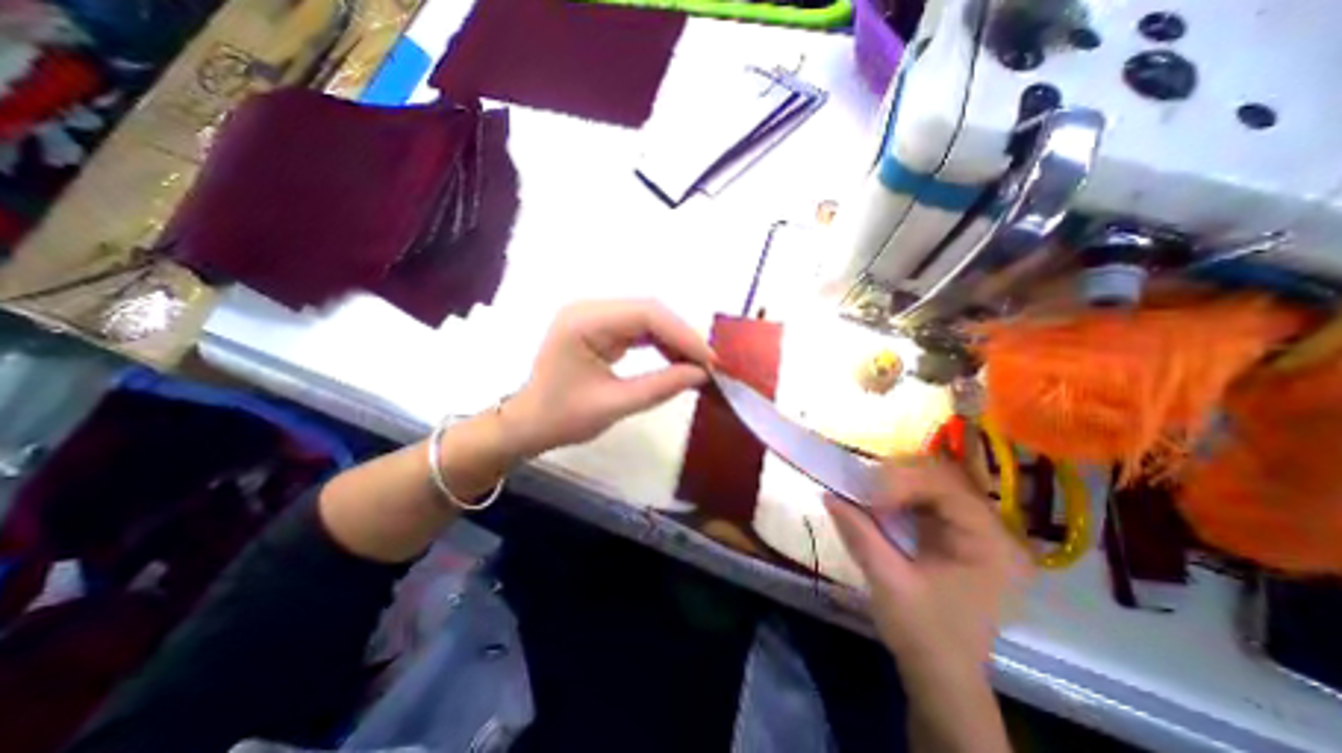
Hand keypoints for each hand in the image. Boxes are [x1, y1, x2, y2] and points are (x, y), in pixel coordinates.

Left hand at [501, 299, 710, 456]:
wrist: (529, 423)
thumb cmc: (562, 418)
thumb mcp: (614, 405)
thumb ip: (660, 387)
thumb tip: (701, 374)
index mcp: (583, 322)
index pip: (645, 314)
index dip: (682, 334)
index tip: (709, 360)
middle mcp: (589, 309)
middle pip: (648, 311)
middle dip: (682, 336)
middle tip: (708, 363)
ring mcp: (594, 317)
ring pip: (647, 318)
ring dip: (674, 339)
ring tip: (697, 364)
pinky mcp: (600, 328)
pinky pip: (638, 329)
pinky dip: (661, 343)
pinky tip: (676, 359)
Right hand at [823, 460, 1028, 680]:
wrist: (942, 673)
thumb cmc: (923, 633)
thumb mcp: (888, 583)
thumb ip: (860, 534)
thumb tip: (828, 494)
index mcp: (990, 544)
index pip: (948, 488)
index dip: (904, 483)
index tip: (867, 498)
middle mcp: (991, 529)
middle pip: (942, 478)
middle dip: (897, 478)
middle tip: (861, 490)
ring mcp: (974, 529)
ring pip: (931, 483)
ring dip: (894, 483)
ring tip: (864, 493)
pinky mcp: (955, 532)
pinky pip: (925, 497)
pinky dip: (897, 494)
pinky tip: (876, 502)